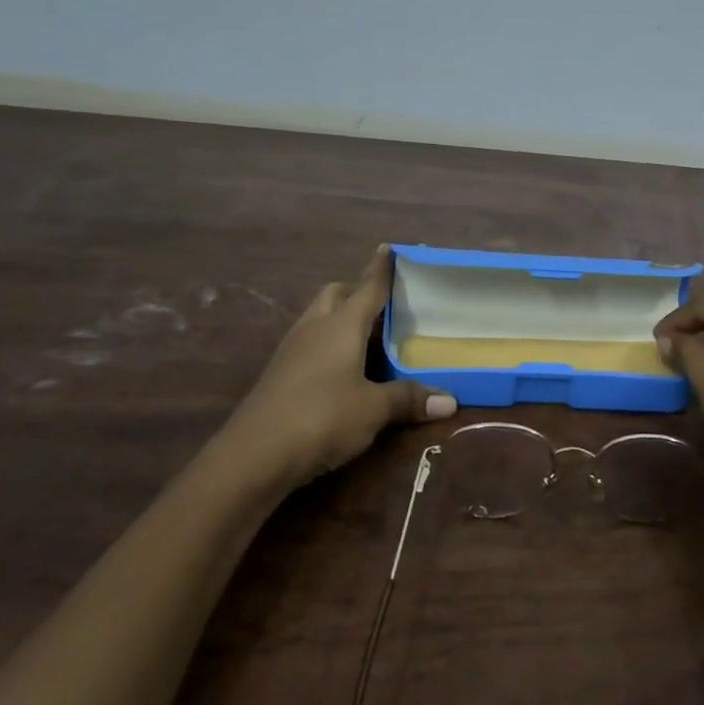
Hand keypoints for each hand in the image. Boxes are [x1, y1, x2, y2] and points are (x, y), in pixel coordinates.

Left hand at [219, 247, 456, 487]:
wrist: (253, 456)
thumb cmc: (322, 417)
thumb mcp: (373, 410)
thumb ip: (409, 399)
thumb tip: (451, 401)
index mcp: (342, 324)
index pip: (368, 287)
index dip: (381, 268)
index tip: (388, 248)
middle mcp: (315, 327)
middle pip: (336, 295)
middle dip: (357, 293)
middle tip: (383, 308)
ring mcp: (291, 350)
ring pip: (319, 318)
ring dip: (341, 320)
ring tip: (368, 340)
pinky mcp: (278, 374)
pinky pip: (309, 344)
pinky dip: (328, 346)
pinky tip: (342, 371)